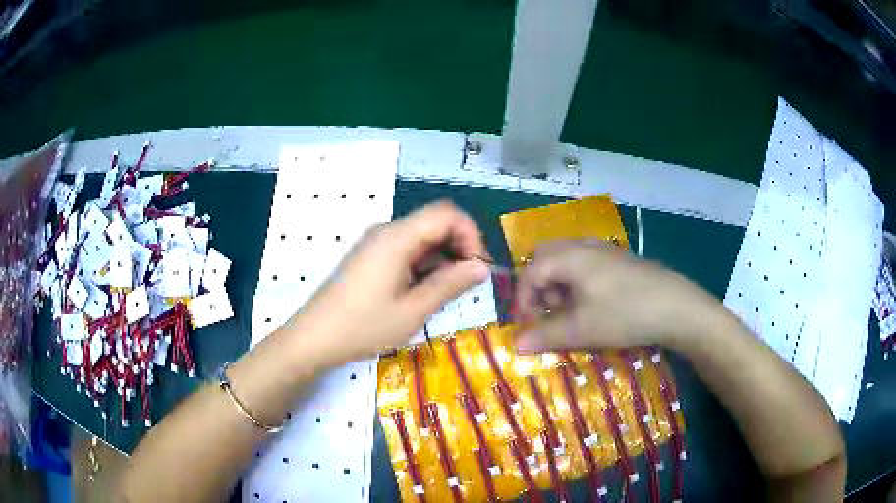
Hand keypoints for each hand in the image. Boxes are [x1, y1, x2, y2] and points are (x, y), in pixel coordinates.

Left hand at [292, 201, 490, 364]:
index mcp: (397, 237)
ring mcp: (376, 243)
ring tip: (446, 294)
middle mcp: (386, 231)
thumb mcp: (413, 310)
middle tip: (468, 284)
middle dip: (459, 248)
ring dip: (442, 259)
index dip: (470, 235)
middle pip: (435, 223)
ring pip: (422, 238)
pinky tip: (423, 292)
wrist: (315, 337)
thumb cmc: (364, 326)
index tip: (478, 268)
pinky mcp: (370, 257)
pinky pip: (406, 250)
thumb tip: (482, 268)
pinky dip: (424, 265)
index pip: (447, 214)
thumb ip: (450, 284)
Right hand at [514, 240, 717, 352]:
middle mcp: (584, 246)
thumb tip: (515, 345)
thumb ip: (546, 335)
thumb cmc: (624, 314)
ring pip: (567, 258)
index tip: (527, 326)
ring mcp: (605, 250)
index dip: (523, 300)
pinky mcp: (621, 259)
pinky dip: (578, 280)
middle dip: (539, 285)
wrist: (676, 307)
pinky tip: (594, 303)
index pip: (531, 272)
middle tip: (548, 311)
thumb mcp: (582, 329)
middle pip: (546, 257)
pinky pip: (587, 262)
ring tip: (571, 311)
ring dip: (559, 283)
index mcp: (570, 257)